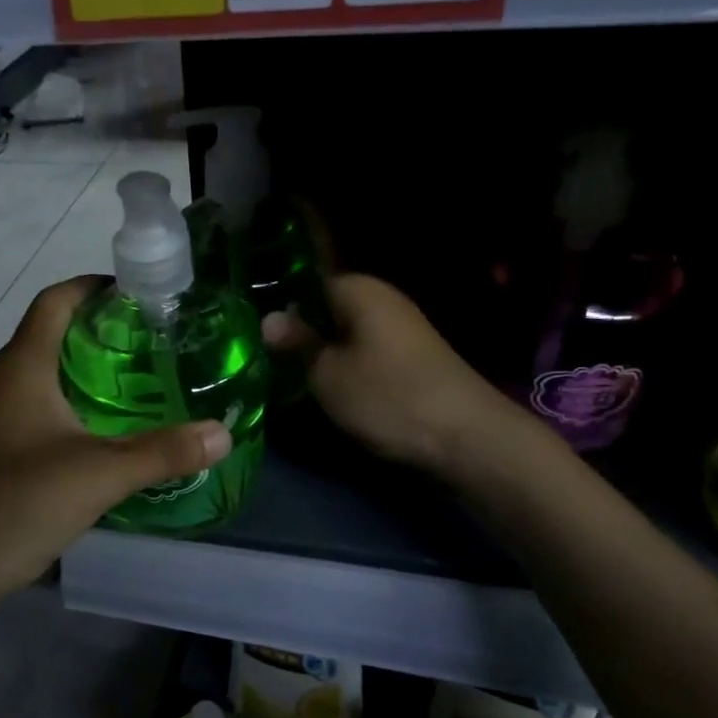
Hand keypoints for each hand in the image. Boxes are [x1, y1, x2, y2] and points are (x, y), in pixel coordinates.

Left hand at [0, 277, 231, 599]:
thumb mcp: (98, 476)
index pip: (54, 302)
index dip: (92, 286)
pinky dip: (64, 409)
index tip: (136, 291)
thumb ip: (162, 453)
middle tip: (151, 345)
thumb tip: (223, 433)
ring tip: (133, 388)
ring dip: (80, 375)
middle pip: (48, 337)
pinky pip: (29, 412)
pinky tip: (94, 439)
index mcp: (20, 369)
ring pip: (38, 378)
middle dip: (97, 333)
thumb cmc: (15, 503)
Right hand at [262, 273, 533, 475]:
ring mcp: (401, 328)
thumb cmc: (386, 396)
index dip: (280, 303)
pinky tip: (328, 386)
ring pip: (346, 332)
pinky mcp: (411, 357)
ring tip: (288, 373)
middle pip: (327, 307)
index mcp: (358, 289)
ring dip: (322, 350)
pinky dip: (346, 364)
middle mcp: (382, 299)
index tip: (252, 328)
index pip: (306, 280)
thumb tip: (268, 318)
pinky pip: (365, 351)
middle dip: (300, 329)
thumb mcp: (327, 373)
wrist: (464, 436)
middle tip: (263, 355)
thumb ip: (297, 343)